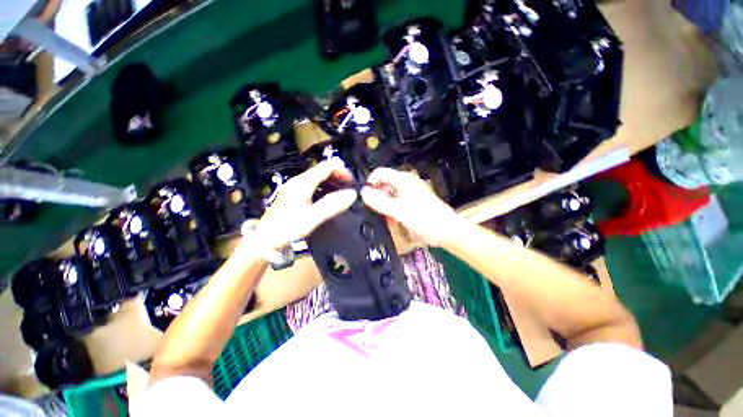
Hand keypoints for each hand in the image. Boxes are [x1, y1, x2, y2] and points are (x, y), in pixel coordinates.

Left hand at [252, 158, 356, 249]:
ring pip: (318, 177)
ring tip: (343, 192)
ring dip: (332, 181)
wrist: (264, 239)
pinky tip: (329, 197)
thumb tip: (353, 194)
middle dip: (338, 175)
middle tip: (350, 187)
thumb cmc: (287, 228)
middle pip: (321, 170)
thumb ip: (332, 205)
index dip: (341, 170)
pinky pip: (314, 185)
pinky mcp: (294, 194)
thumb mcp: (312, 218)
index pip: (325, 167)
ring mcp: (295, 187)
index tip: (352, 181)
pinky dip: (325, 187)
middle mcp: (298, 181)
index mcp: (302, 183)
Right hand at [360, 167, 464, 246]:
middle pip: (383, 185)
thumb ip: (379, 201)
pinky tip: (394, 221)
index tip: (366, 199)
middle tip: (378, 212)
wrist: (446, 231)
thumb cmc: (424, 219)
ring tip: (388, 219)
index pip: (379, 173)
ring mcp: (409, 193)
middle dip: (378, 198)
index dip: (370, 183)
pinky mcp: (412, 202)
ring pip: (389, 196)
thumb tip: (363, 192)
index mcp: (403, 179)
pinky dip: (392, 211)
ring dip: (385, 207)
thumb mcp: (398, 211)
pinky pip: (396, 203)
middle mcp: (405, 183)